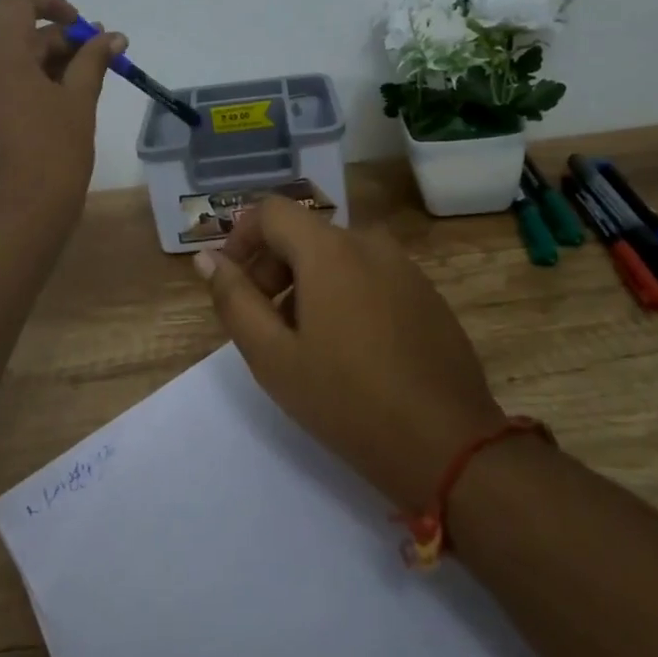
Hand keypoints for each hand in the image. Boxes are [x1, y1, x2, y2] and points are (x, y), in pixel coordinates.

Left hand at [0, 0, 122, 247]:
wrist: (17, 224)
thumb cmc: (53, 158)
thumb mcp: (80, 104)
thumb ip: (93, 62)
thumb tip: (111, 36)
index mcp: (0, 61)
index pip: (15, 2)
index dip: (50, 1)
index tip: (81, 25)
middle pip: (22, 37)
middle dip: (66, 40)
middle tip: (107, 55)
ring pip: (18, 65)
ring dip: (56, 64)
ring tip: (95, 80)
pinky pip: (11, 89)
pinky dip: (40, 87)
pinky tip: (71, 103)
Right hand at [197, 197, 508, 509]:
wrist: (449, 445)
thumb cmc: (348, 401)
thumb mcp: (273, 356)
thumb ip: (234, 299)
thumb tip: (208, 258)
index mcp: (329, 248)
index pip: (270, 211)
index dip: (241, 238)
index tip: (231, 282)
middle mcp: (368, 242)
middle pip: (303, 233)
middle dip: (272, 266)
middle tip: (263, 322)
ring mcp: (403, 266)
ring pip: (337, 255)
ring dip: (307, 283)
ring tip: (304, 341)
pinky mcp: (426, 292)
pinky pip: (370, 274)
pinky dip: (344, 293)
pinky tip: (350, 348)